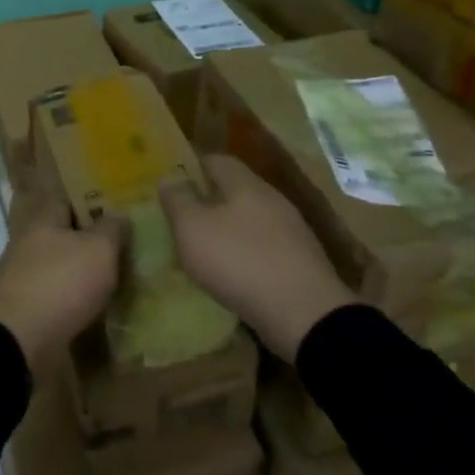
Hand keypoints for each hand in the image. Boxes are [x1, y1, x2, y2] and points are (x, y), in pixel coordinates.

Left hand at [0, 179, 121, 375]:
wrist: (16, 339)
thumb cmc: (61, 283)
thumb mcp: (99, 251)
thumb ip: (111, 230)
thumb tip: (118, 214)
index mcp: (42, 220)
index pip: (66, 201)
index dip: (90, 204)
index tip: (114, 215)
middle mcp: (25, 242)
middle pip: (59, 235)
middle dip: (84, 242)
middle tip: (117, 253)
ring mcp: (17, 276)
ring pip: (52, 266)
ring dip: (73, 274)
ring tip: (106, 284)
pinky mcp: (17, 307)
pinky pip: (47, 296)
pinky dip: (64, 301)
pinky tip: (84, 310)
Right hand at [160, 154, 355, 359]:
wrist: (304, 314)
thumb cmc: (239, 261)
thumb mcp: (193, 228)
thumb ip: (178, 199)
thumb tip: (169, 176)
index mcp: (246, 184)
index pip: (216, 160)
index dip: (192, 166)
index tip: (172, 183)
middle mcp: (272, 200)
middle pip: (235, 189)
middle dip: (209, 199)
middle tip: (182, 217)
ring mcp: (291, 231)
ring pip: (250, 219)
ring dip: (227, 228)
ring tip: (204, 248)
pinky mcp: (300, 262)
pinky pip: (264, 246)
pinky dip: (244, 253)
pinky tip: (232, 272)